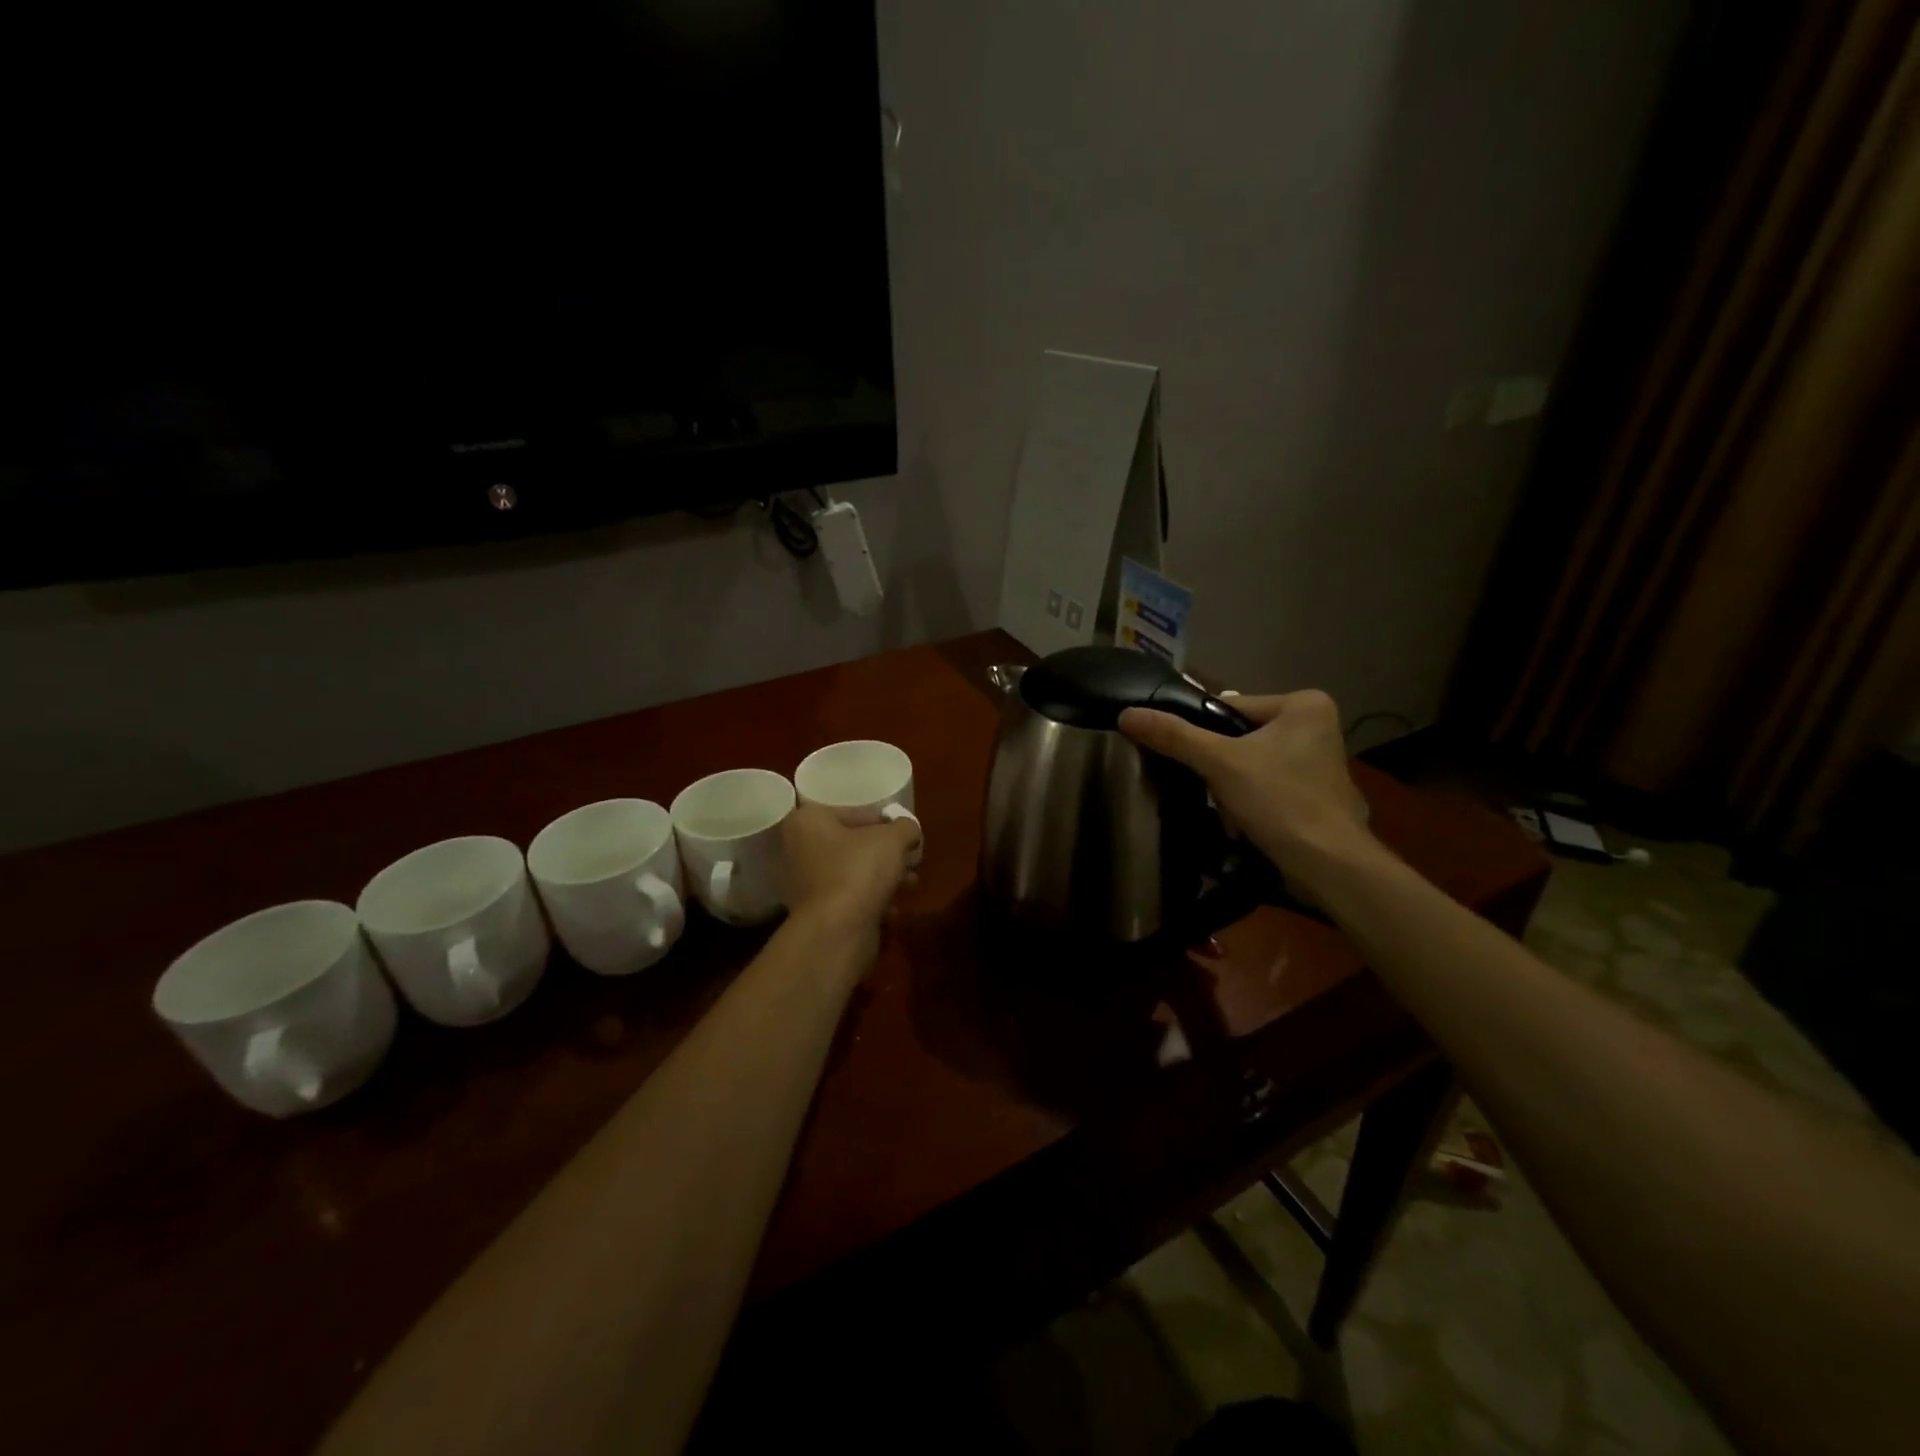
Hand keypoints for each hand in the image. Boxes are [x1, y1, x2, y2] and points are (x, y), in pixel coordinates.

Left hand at [779, 803, 921, 936]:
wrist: (837, 931)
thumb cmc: (859, 870)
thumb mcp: (893, 838)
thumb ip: (905, 827)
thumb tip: (909, 831)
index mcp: (807, 822)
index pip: (854, 813)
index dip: (886, 823)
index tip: (906, 836)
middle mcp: (798, 850)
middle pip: (853, 845)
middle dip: (887, 854)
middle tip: (912, 861)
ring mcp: (804, 885)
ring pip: (853, 874)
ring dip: (885, 878)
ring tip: (910, 885)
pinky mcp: (816, 915)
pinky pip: (849, 900)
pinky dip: (871, 903)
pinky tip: (893, 910)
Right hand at [1118, 690, 1374, 891]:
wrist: (1328, 865)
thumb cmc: (1280, 801)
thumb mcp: (1219, 763)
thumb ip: (1174, 736)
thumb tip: (1126, 714)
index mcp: (1303, 704)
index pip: (1229, 707)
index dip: (1202, 733)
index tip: (1190, 759)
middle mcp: (1316, 724)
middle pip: (1238, 736)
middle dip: (1219, 765)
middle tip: (1211, 789)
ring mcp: (1317, 760)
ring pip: (1249, 762)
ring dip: (1230, 785)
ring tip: (1226, 810)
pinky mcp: (1314, 791)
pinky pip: (1266, 783)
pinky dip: (1250, 799)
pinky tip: (1243, 820)